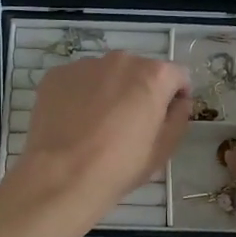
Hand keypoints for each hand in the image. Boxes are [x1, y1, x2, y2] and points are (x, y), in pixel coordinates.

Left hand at [10, 51, 189, 222]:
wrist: (62, 176)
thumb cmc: (120, 166)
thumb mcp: (164, 149)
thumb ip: (179, 117)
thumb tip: (178, 102)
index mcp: (154, 75)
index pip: (177, 75)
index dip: (176, 95)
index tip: (167, 116)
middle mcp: (121, 60)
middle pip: (140, 70)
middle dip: (140, 90)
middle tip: (130, 123)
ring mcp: (85, 65)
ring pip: (107, 73)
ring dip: (110, 90)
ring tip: (98, 124)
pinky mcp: (57, 75)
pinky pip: (78, 80)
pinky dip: (81, 95)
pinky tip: (74, 122)